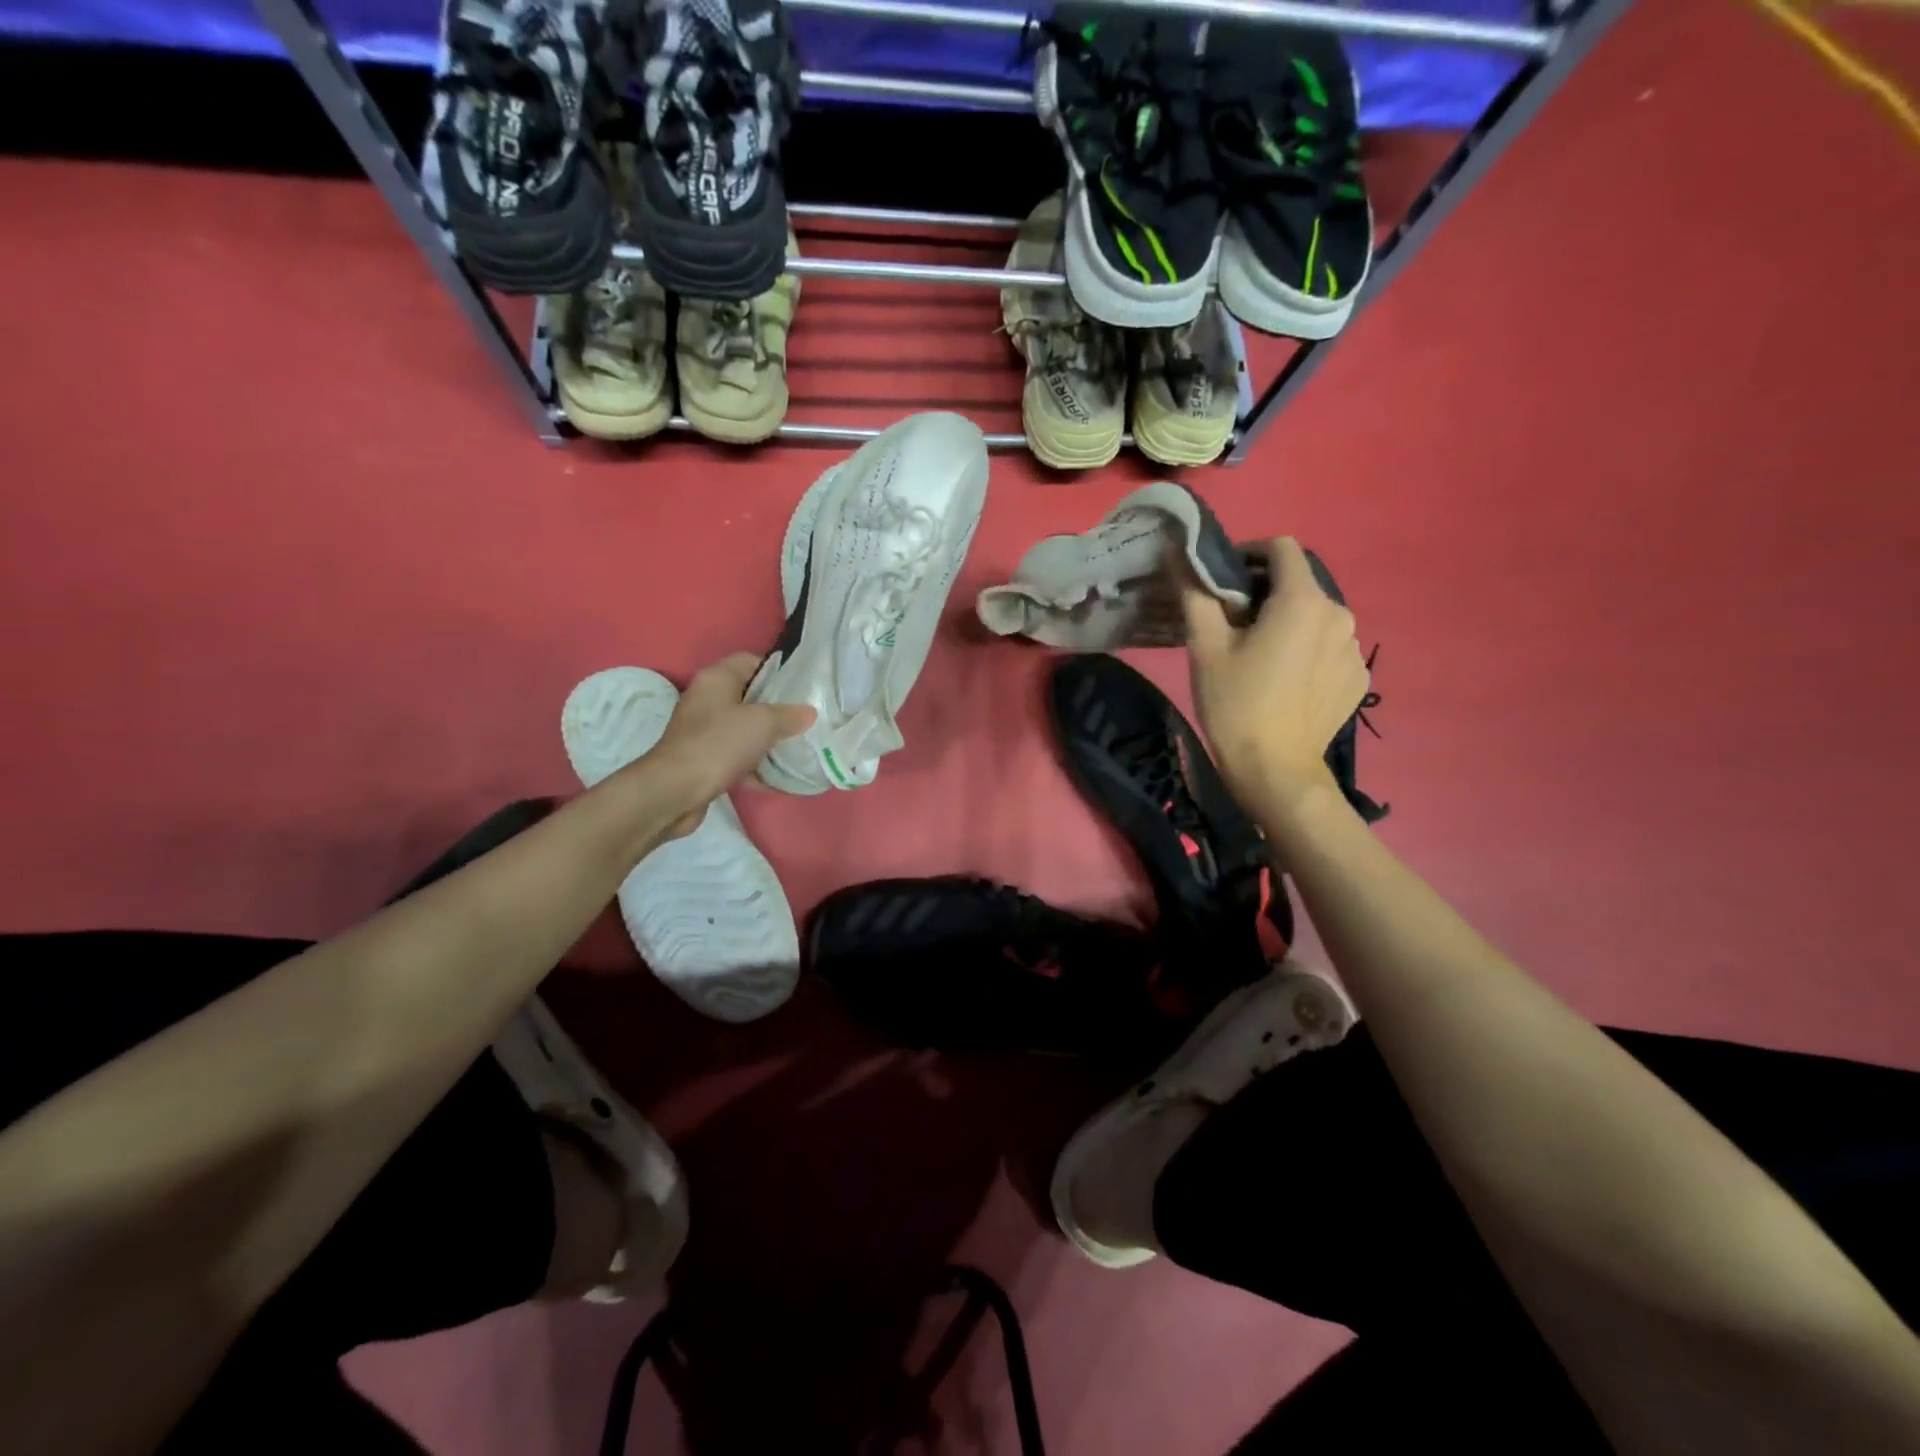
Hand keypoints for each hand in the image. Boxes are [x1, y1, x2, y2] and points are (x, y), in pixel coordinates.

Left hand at [641, 653, 814, 834]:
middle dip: (777, 709)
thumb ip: (789, 715)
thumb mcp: (763, 723)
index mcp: (716, 679)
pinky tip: (777, 778)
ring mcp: (703, 731)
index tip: (802, 688)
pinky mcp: (704, 759)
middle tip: (805, 719)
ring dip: (768, 739)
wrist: (676, 790)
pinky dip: (755, 765)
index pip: (750, 661)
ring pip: (744, 728)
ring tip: (797, 747)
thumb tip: (809, 712)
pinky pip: (736, 755)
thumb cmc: (719, 744)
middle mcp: (707, 699)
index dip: (776, 671)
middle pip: (749, 696)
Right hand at [1180, 537, 1368, 820]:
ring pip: (1315, 616)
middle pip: (1300, 584)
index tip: (1223, 578)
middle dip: (1265, 592)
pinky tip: (1284, 680)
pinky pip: (1329, 648)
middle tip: (1232, 623)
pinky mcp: (1358, 678)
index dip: (1249, 553)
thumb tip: (1178, 552)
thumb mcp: (1205, 647)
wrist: (1275, 771)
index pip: (1282, 548)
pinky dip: (1306, 650)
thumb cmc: (1235, 704)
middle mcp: (1340, 614)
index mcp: (1303, 601)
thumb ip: (1195, 593)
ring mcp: (1354, 648)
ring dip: (1287, 622)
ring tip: (1259, 654)